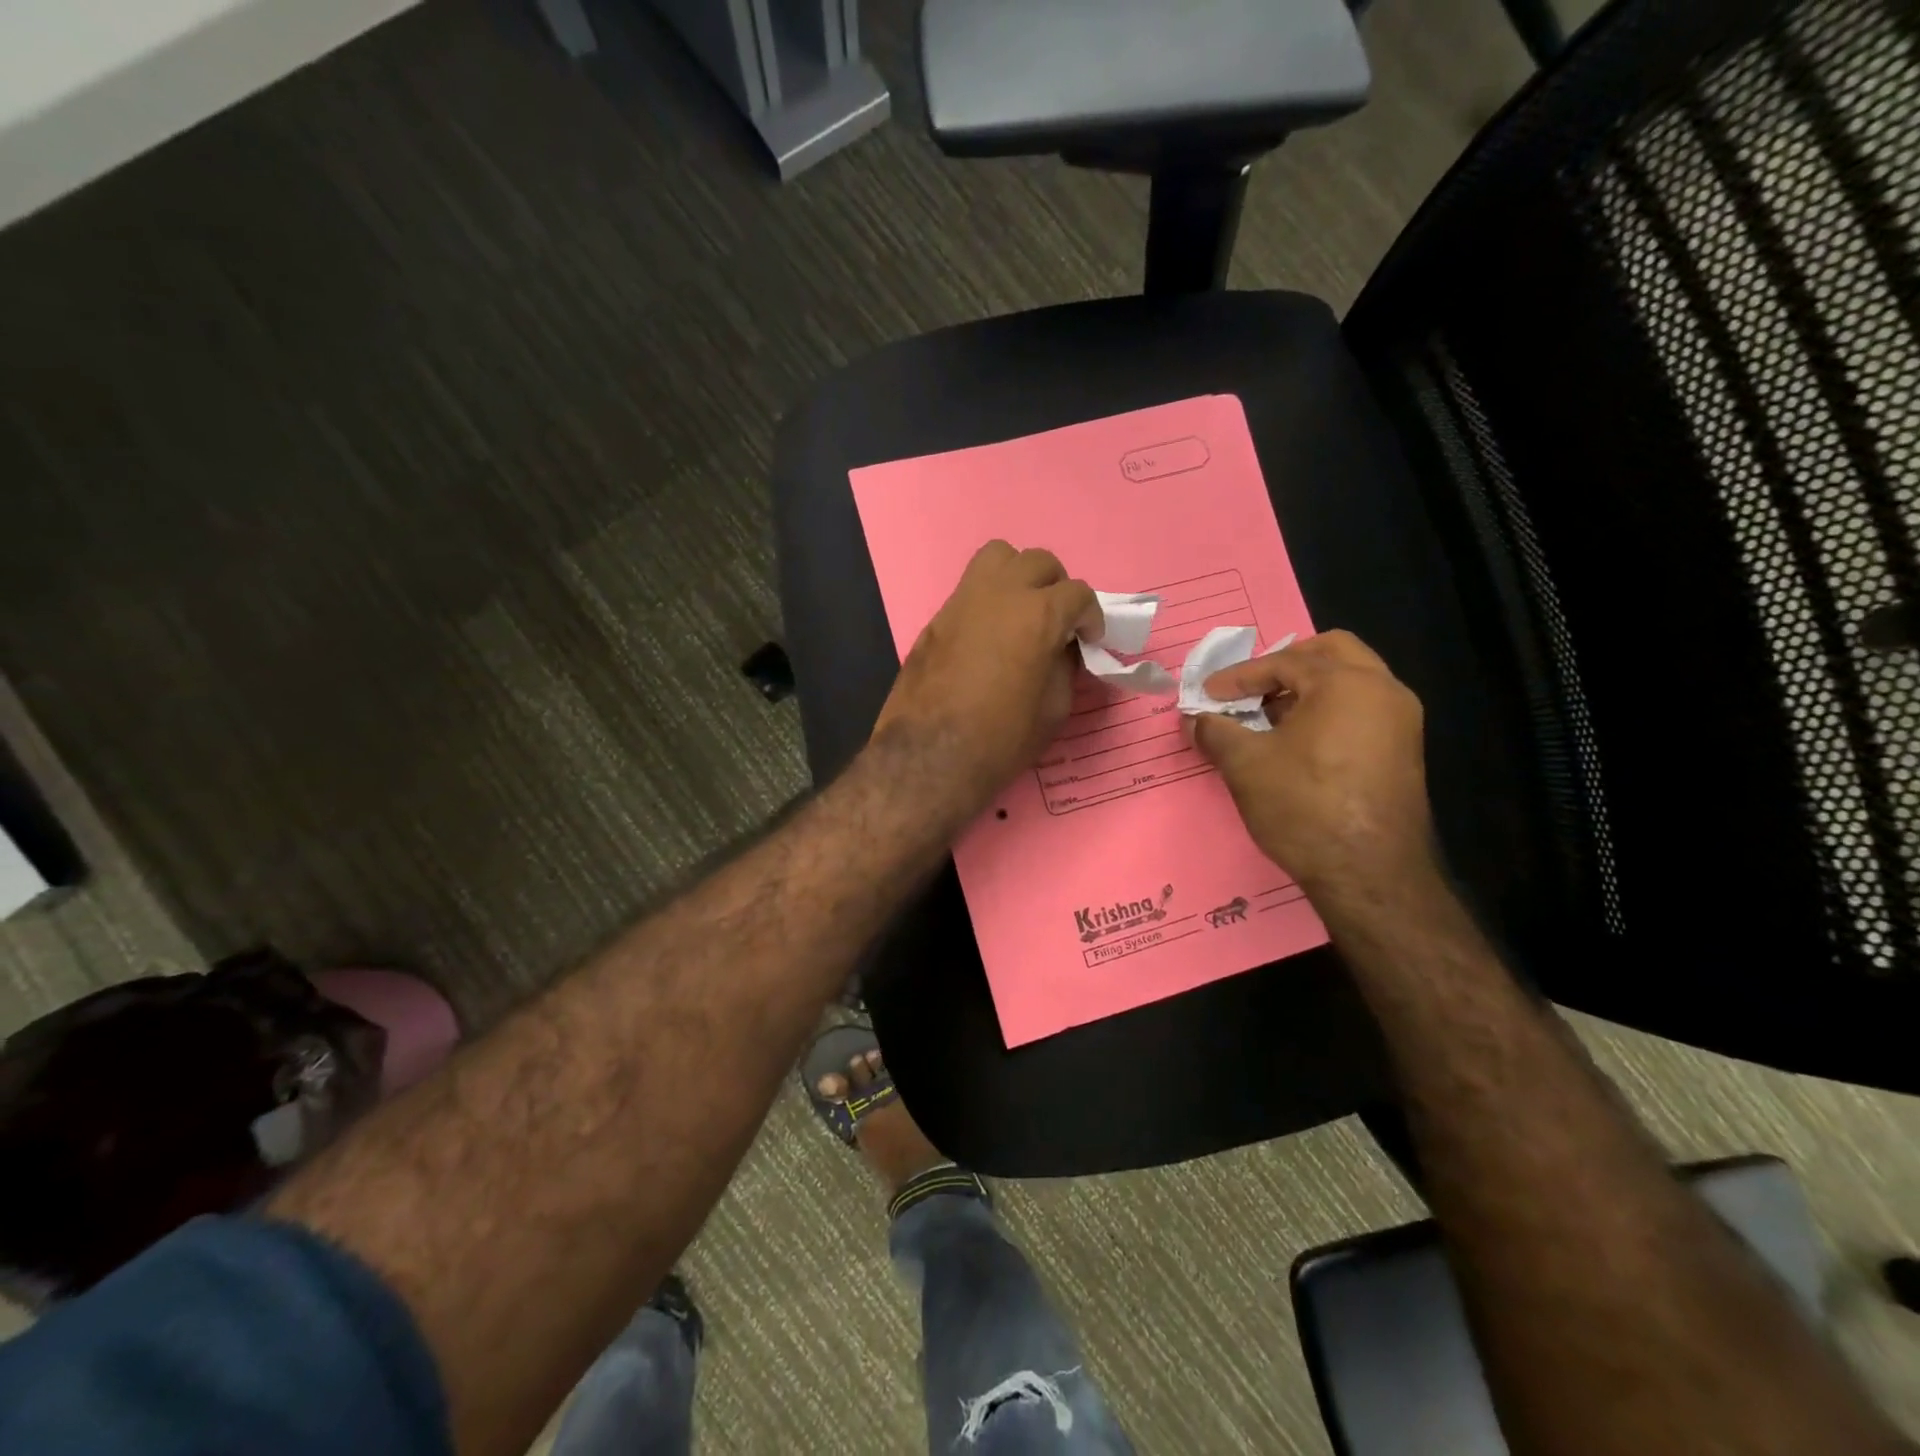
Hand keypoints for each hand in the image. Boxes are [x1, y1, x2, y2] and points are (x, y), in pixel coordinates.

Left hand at [871, 541, 1101, 822]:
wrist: (929, 756)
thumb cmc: (1001, 739)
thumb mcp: (1053, 709)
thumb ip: (1064, 667)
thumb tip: (1062, 650)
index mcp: (1037, 615)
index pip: (1078, 593)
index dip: (1091, 617)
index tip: (1089, 639)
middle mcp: (1000, 594)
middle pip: (1038, 562)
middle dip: (1056, 588)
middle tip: (1057, 622)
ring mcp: (962, 600)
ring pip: (998, 557)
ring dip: (1018, 576)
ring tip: (1021, 611)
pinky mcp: (937, 617)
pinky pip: (970, 588)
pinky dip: (989, 598)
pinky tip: (989, 634)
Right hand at [1191, 630, 1437, 900]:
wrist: (1370, 874)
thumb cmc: (1304, 807)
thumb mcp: (1245, 765)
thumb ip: (1215, 731)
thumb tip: (1194, 718)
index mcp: (1346, 683)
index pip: (1284, 661)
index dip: (1238, 677)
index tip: (1207, 695)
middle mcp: (1383, 690)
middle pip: (1331, 653)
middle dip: (1285, 664)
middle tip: (1251, 686)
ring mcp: (1401, 722)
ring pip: (1351, 682)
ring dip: (1308, 689)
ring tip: (1267, 716)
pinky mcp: (1403, 752)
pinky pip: (1361, 711)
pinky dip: (1328, 711)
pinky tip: (1296, 742)